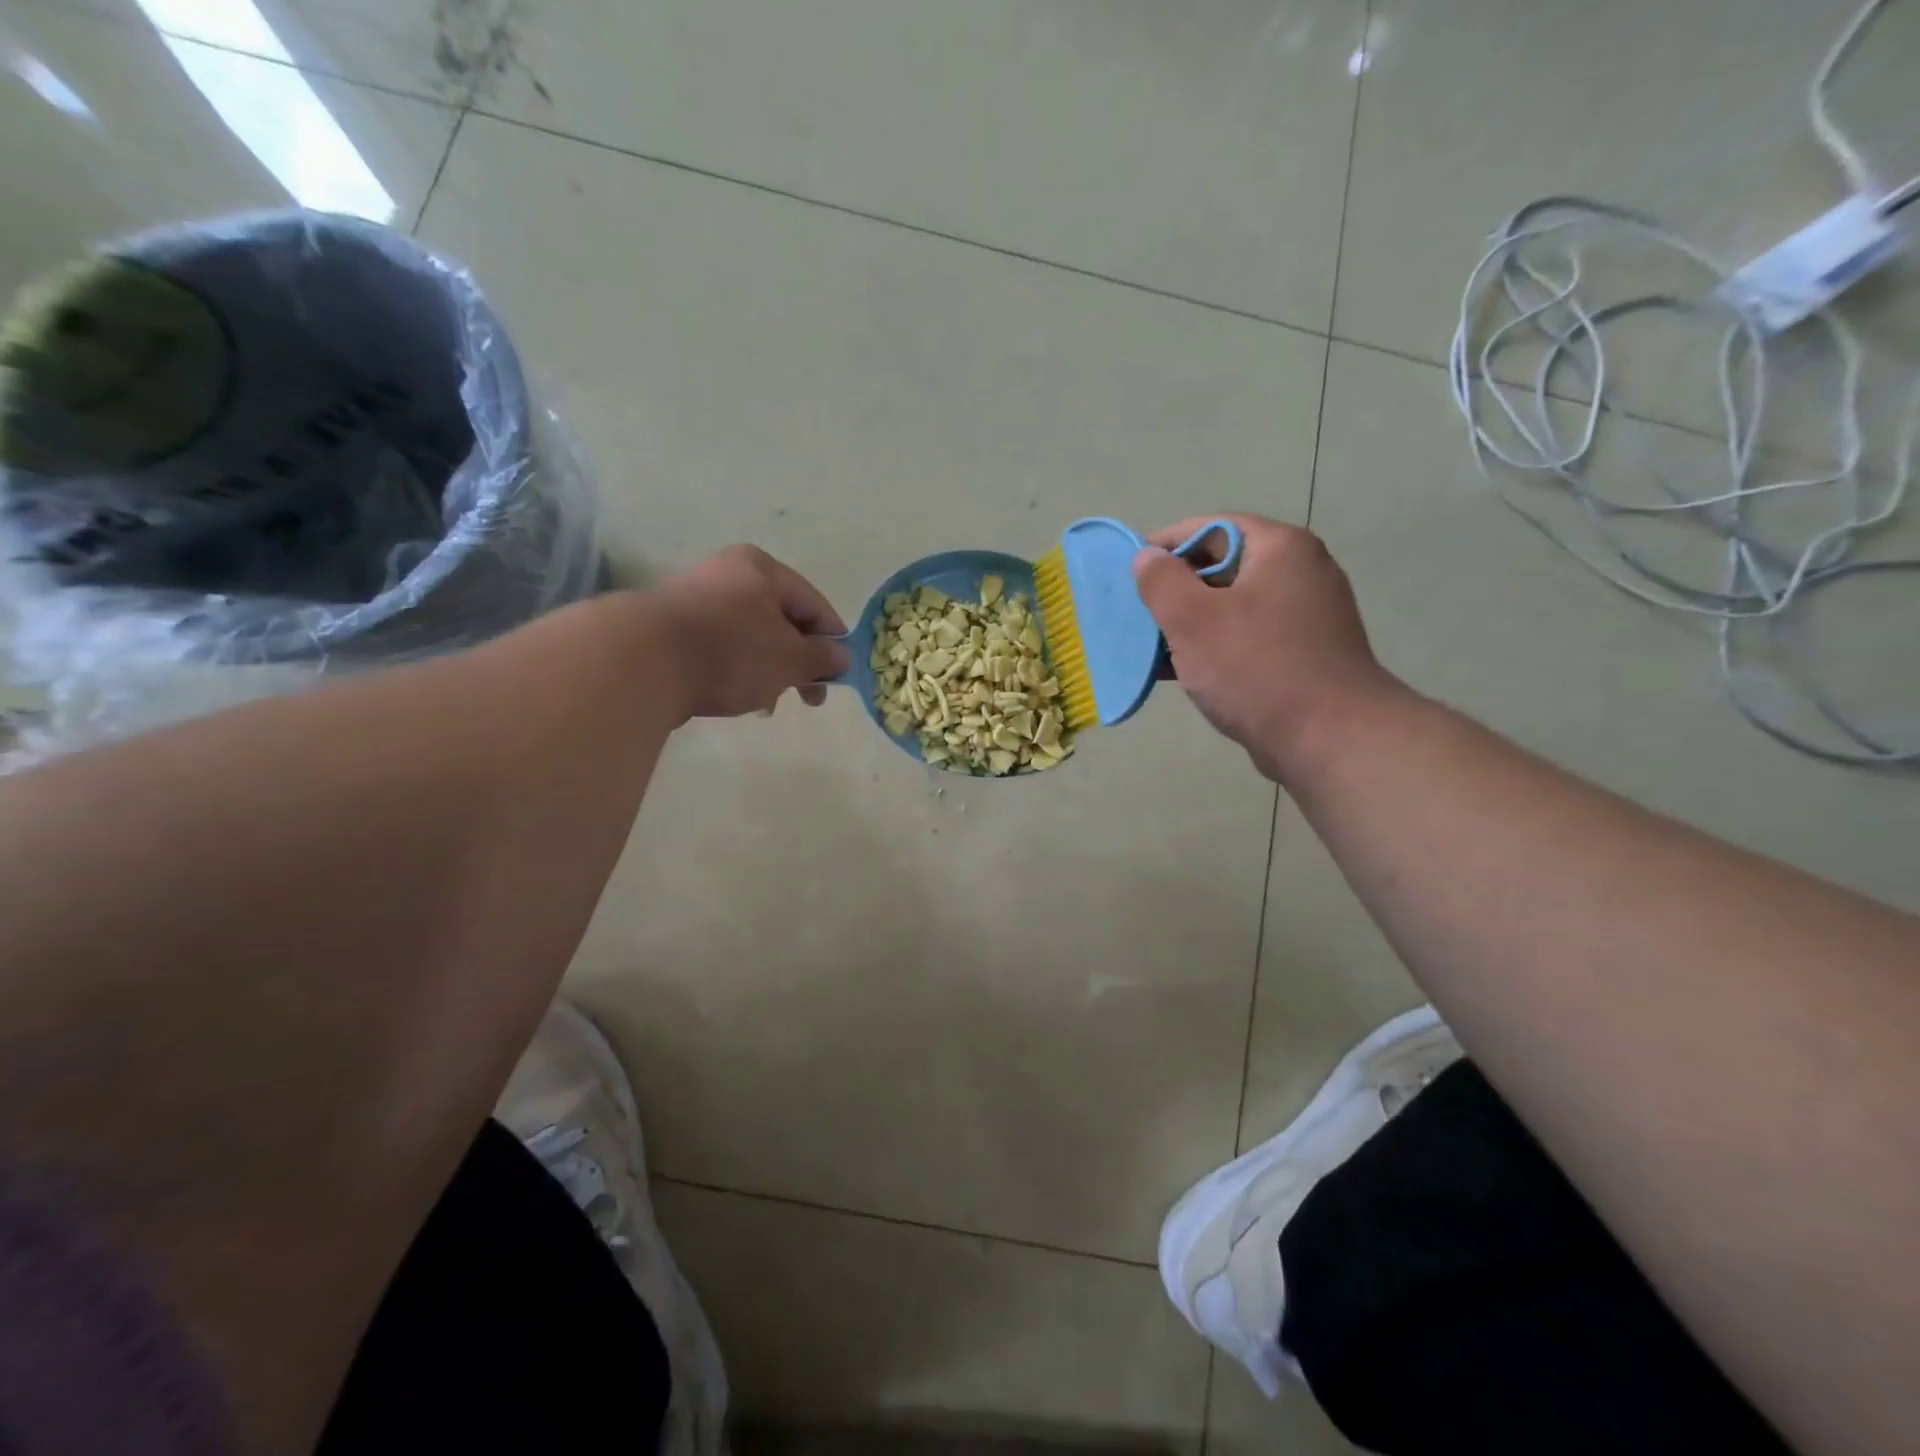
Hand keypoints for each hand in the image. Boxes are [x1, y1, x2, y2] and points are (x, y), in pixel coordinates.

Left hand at [649, 545, 848, 719]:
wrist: (642, 662)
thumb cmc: (732, 652)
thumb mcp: (790, 658)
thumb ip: (821, 657)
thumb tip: (841, 656)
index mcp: (761, 569)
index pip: (813, 603)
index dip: (833, 640)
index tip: (839, 675)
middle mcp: (727, 573)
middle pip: (780, 620)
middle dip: (797, 661)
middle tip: (809, 697)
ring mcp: (693, 597)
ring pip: (749, 636)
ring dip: (767, 670)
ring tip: (767, 704)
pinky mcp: (669, 626)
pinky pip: (719, 647)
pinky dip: (735, 670)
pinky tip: (733, 697)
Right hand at [1133, 514, 1400, 782]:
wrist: (1329, 739)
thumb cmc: (1256, 668)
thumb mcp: (1193, 619)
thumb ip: (1162, 581)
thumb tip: (1147, 556)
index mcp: (1280, 549)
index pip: (1213, 527)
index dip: (1166, 543)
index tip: (1131, 569)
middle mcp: (1299, 573)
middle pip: (1223, 566)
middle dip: (1175, 589)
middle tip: (1138, 612)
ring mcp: (1305, 616)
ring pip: (1232, 607)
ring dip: (1190, 623)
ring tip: (1150, 645)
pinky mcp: (1302, 655)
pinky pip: (1246, 638)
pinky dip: (1214, 648)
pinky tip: (1180, 672)